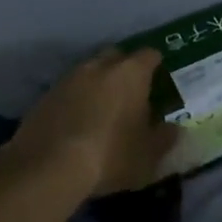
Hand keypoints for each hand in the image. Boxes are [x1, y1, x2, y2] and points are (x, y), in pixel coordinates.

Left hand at [4, 48, 179, 198]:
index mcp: (132, 71)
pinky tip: (76, 123)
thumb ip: (165, 138)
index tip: (158, 81)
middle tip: (130, 94)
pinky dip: (75, 100)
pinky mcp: (46, 95)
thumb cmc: (110, 154)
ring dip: (97, 84)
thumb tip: (175, 129)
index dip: (156, 65)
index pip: (150, 54)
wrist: (48, 167)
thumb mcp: (148, 155)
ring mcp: (70, 77)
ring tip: (101, 110)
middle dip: (124, 69)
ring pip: (90, 71)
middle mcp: (101, 65)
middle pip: (117, 56)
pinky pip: (68, 90)